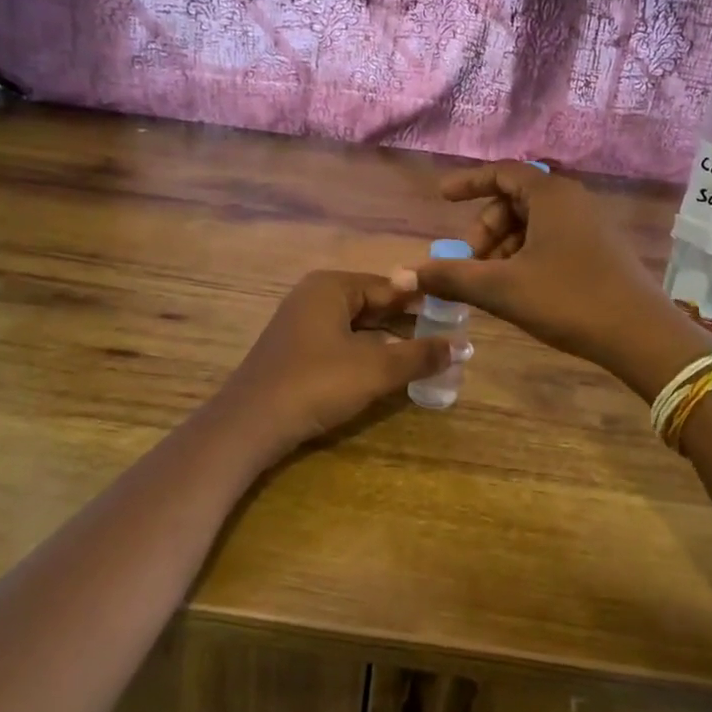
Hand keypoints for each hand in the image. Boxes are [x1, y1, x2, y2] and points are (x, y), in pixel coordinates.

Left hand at [217, 271, 452, 459]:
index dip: (423, 301)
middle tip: (444, 338)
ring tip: (423, 356)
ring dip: (388, 340)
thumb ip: (420, 356)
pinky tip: (385, 371)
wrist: (249, 424)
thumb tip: (462, 346)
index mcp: (331, 286)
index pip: (389, 286)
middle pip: (372, 304)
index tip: (454, 315)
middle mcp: (314, 296)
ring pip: (356, 325)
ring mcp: (300, 323)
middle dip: (406, 322)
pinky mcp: (294, 351)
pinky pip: (339, 342)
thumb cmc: (316, 383)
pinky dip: (365, 353)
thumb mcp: (375, 369)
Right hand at [392, 164, 711, 399]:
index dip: (469, 182)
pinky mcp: (601, 250)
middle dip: (486, 227)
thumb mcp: (502, 289)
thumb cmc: (569, 300)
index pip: (502, 172)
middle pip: (516, 199)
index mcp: (551, 195)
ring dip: (505, 246)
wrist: (641, 336)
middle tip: (469, 261)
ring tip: (490, 282)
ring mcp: (591, 225)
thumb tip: (403, 275)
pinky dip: (527, 255)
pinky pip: (553, 239)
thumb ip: (451, 277)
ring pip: (534, 223)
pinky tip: (519, 288)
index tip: (442, 197)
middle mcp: (573, 200)